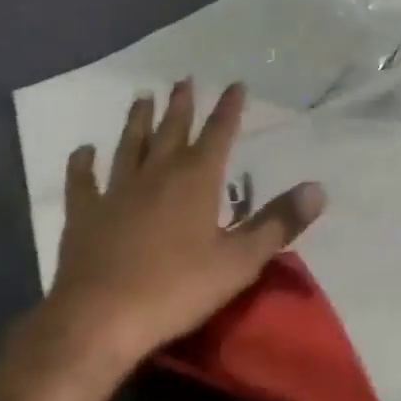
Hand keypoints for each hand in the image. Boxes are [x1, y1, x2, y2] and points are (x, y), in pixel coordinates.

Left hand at [0, 81, 326, 400]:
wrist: (99, 320)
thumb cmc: (176, 289)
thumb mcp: (240, 261)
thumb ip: (278, 223)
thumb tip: (318, 189)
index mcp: (196, 179)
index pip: (219, 132)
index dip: (229, 108)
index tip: (236, 84)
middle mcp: (157, 172)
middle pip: (172, 129)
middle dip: (181, 104)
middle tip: (184, 80)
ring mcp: (117, 190)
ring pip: (130, 144)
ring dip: (137, 120)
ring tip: (142, 97)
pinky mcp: (84, 214)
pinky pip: (82, 182)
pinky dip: (82, 164)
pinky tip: (83, 151)